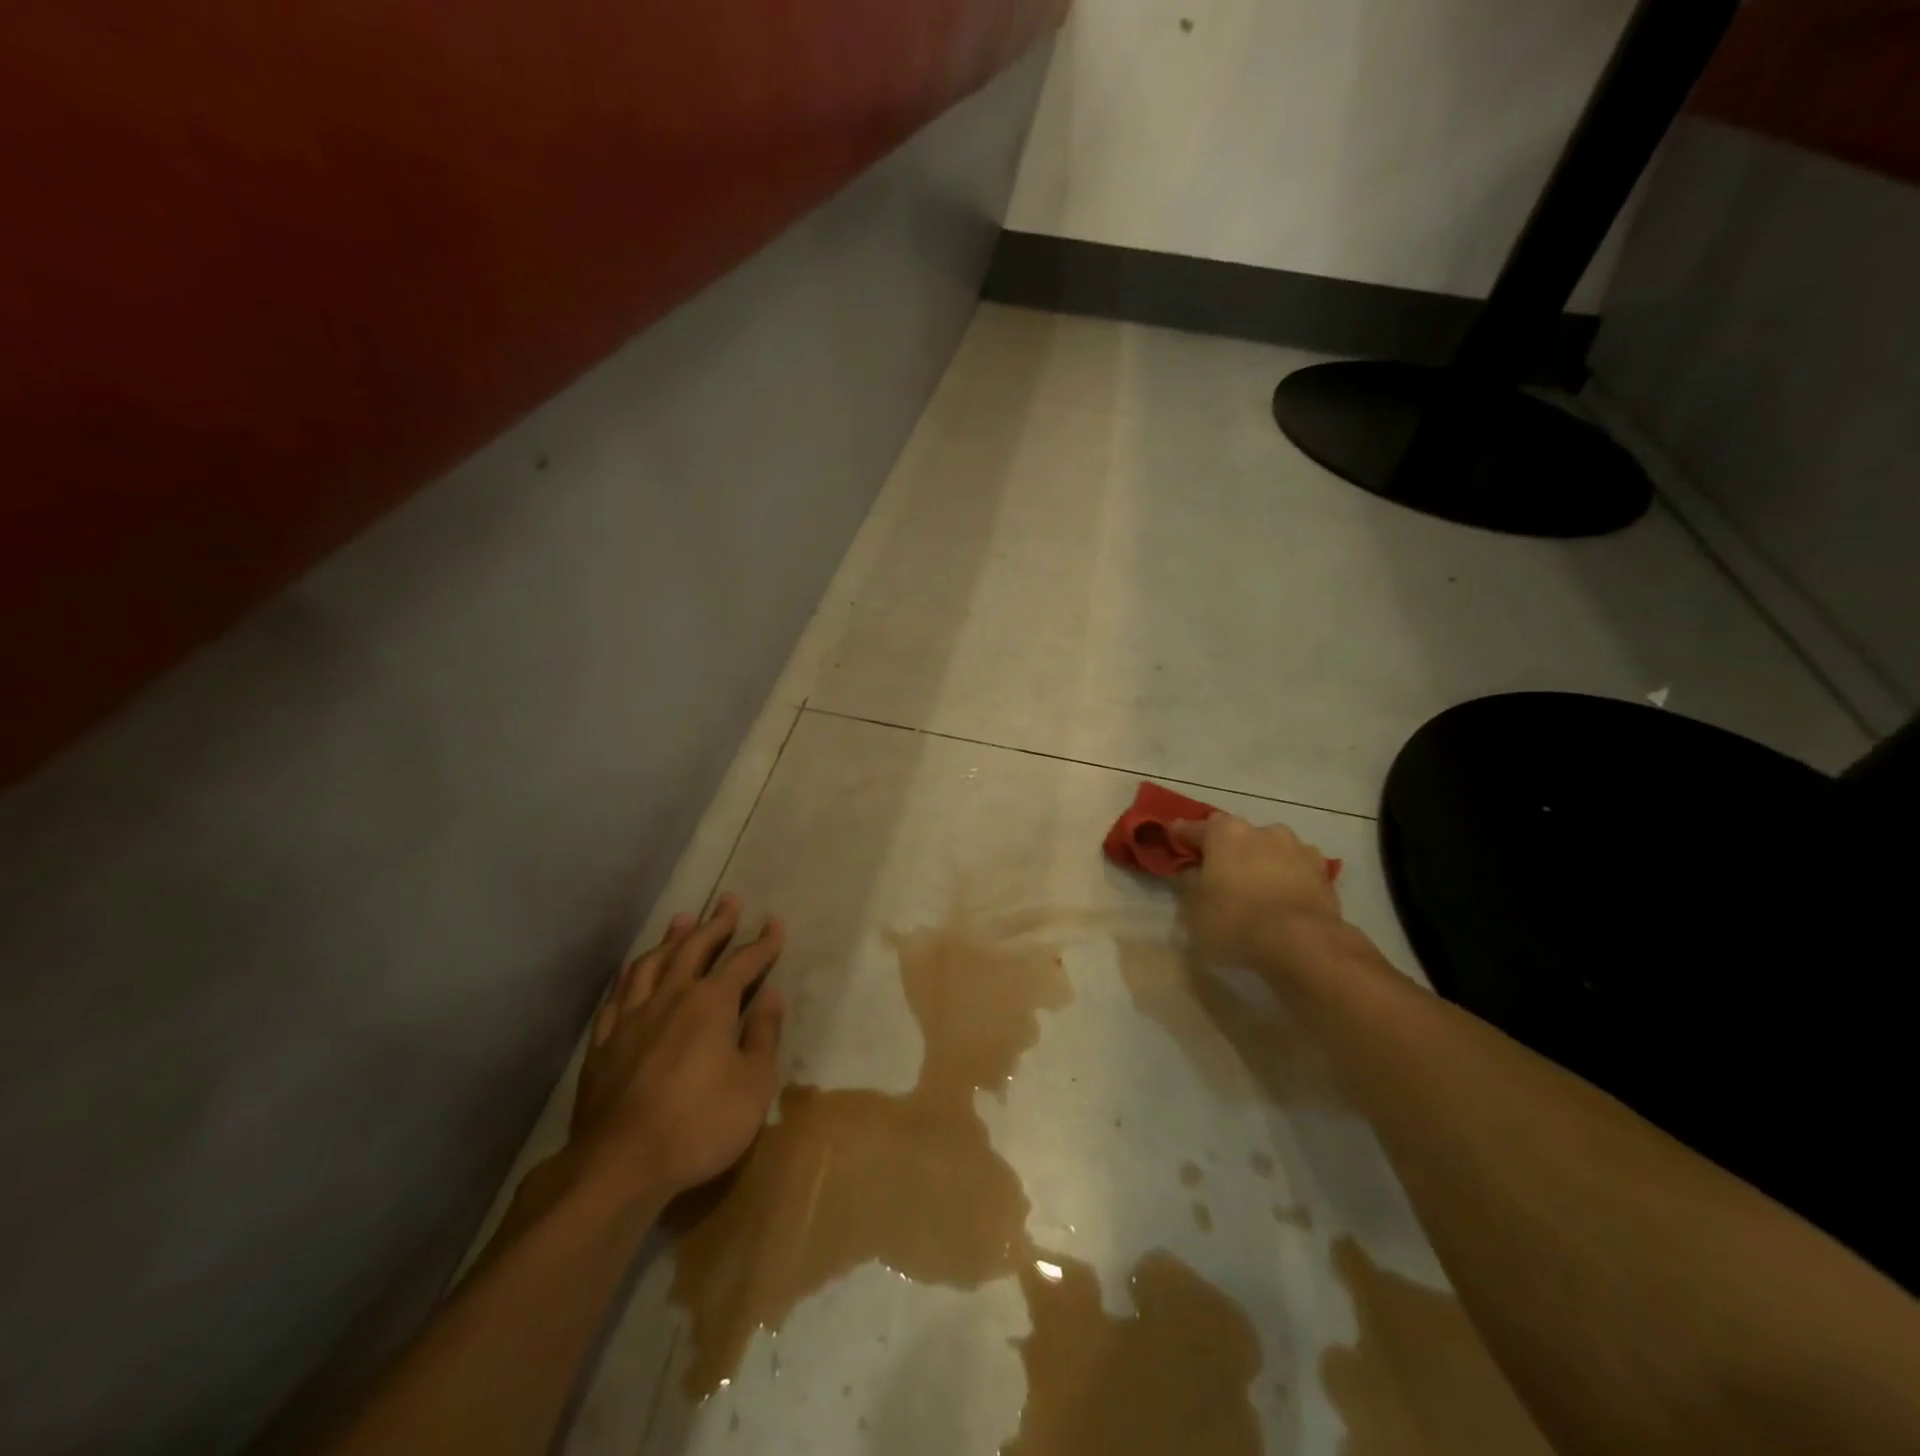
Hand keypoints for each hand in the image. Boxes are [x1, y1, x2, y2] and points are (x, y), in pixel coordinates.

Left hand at [561, 894, 784, 1209]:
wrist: (620, 1165)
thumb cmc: (700, 1125)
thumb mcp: (753, 1085)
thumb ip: (763, 1036)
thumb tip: (771, 997)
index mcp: (711, 1003)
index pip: (743, 961)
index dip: (762, 942)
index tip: (774, 923)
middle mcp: (671, 997)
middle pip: (695, 948)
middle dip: (716, 923)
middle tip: (728, 900)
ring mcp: (632, 1017)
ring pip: (652, 963)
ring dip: (671, 938)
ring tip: (682, 919)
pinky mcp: (605, 1042)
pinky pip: (619, 994)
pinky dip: (632, 975)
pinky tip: (635, 973)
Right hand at [1170, 815, 1343, 974]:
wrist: (1303, 944)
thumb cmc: (1236, 922)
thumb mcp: (1193, 910)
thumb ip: (1190, 885)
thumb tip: (1193, 873)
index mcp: (1224, 833)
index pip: (1193, 828)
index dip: (1180, 837)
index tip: (1173, 842)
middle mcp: (1261, 830)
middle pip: (1235, 834)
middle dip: (1225, 848)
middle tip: (1217, 870)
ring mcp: (1297, 847)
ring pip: (1269, 848)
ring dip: (1260, 860)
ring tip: (1255, 887)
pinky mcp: (1323, 871)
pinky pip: (1295, 869)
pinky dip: (1287, 877)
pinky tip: (1283, 898)